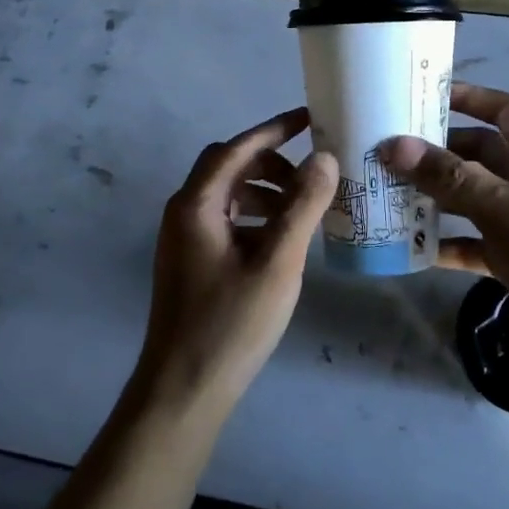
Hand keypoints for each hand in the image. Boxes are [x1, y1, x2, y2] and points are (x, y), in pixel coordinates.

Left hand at [139, 107, 338, 413]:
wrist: (183, 389)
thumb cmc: (231, 323)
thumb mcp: (277, 263)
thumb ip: (302, 207)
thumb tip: (324, 158)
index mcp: (196, 205)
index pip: (236, 149)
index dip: (273, 130)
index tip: (309, 119)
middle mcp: (184, 213)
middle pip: (228, 168)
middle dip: (271, 163)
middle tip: (311, 176)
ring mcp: (183, 239)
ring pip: (228, 196)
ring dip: (265, 191)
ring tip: (304, 209)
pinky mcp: (191, 262)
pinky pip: (226, 221)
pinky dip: (255, 217)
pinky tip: (282, 240)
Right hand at [382, 84, 508, 375]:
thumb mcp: (508, 212)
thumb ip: (452, 179)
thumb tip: (394, 145)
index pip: (502, 109)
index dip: (467, 97)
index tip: (421, 96)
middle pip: (477, 153)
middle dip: (436, 151)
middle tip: (386, 152)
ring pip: (471, 197)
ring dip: (435, 197)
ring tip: (386, 195)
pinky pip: (473, 241)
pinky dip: (447, 242)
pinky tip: (413, 248)